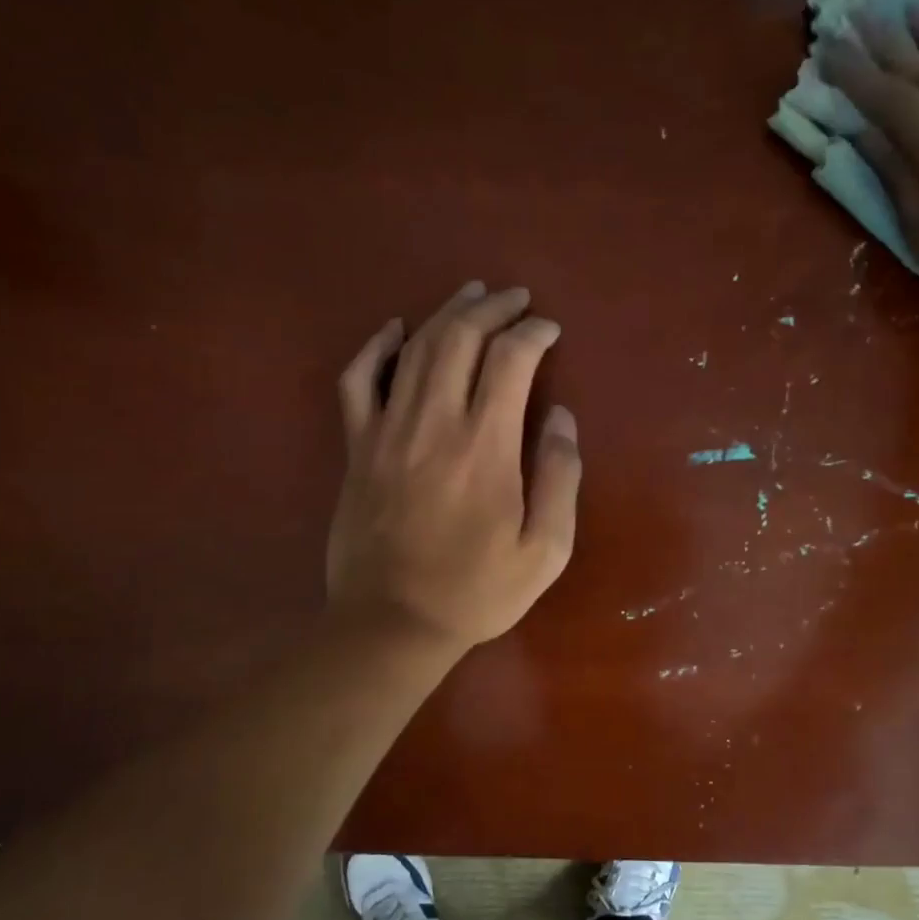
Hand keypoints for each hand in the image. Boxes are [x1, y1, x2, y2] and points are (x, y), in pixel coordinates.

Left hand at [326, 281, 580, 653]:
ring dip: (446, 313)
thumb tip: (561, 418)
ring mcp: (387, 431)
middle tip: (515, 299)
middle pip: (461, 338)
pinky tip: (394, 329)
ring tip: (471, 296)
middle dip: (493, 308)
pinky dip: (375, 347)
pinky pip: (357, 380)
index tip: (550, 330)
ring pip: (415, 349)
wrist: (391, 623)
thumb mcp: (545, 550)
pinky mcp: (357, 447)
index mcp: (486, 447)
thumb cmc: (476, 592)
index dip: (534, 333)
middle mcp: (435, 423)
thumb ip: (561, 478)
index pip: (511, 360)